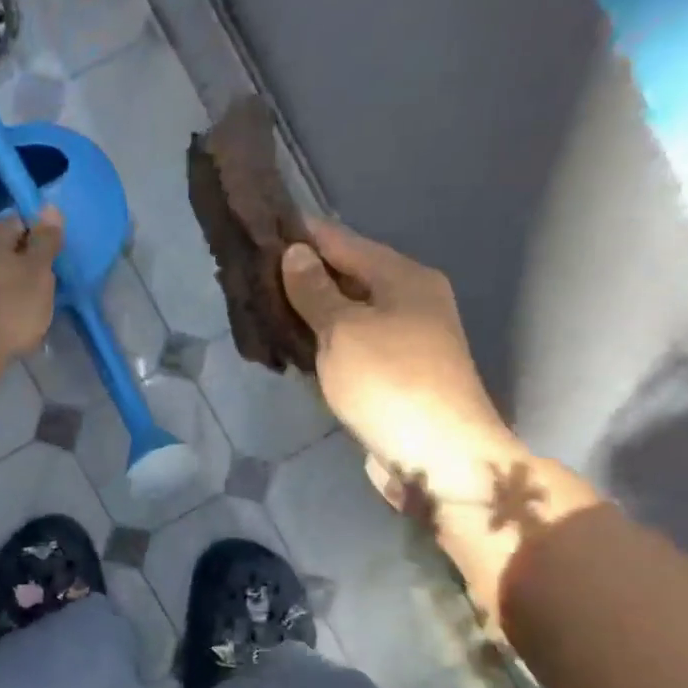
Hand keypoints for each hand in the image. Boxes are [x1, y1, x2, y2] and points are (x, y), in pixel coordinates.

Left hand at [0, 207, 63, 372]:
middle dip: (28, 260)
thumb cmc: (12, 309)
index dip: (42, 238)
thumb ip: (45, 239)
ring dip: (15, 279)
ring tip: (30, 302)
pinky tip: (11, 314)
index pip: (22, 220)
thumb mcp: (39, 271)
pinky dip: (2, 296)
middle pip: (8, 244)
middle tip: (45, 284)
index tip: (53, 262)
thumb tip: (49, 207)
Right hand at [281, 220, 520, 478]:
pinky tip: (290, 347)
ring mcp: (403, 340)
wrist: (438, 458)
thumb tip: (296, 253)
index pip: (342, 242)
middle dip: (300, 276)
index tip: (260, 229)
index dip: (301, 235)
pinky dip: (321, 343)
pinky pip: (349, 346)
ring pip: (345, 314)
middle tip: (249, 275)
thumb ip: (315, 291)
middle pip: (345, 277)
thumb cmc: (389, 382)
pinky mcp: (392, 375)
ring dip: (308, 313)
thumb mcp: (344, 330)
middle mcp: (409, 301)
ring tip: (260, 308)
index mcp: (403, 277)